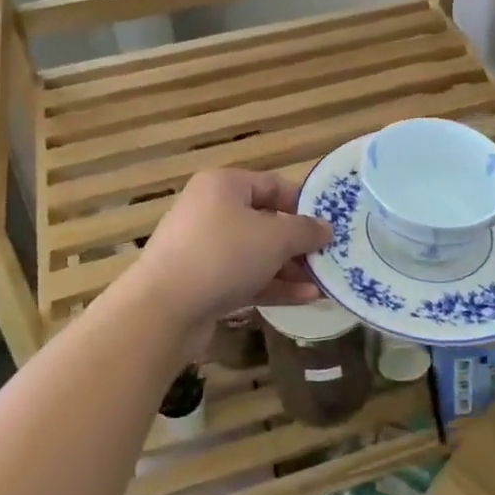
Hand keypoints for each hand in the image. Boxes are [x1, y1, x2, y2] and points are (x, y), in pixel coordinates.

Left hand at [126, 169, 331, 348]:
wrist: (164, 309)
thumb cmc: (223, 255)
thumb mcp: (274, 238)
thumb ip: (305, 231)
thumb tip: (326, 228)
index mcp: (224, 185)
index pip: (272, 185)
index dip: (304, 203)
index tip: (330, 224)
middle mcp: (211, 210)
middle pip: (264, 220)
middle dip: (298, 242)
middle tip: (329, 257)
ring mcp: (203, 248)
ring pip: (255, 253)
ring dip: (289, 267)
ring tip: (323, 282)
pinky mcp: (201, 282)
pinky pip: (244, 277)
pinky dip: (272, 285)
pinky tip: (305, 299)